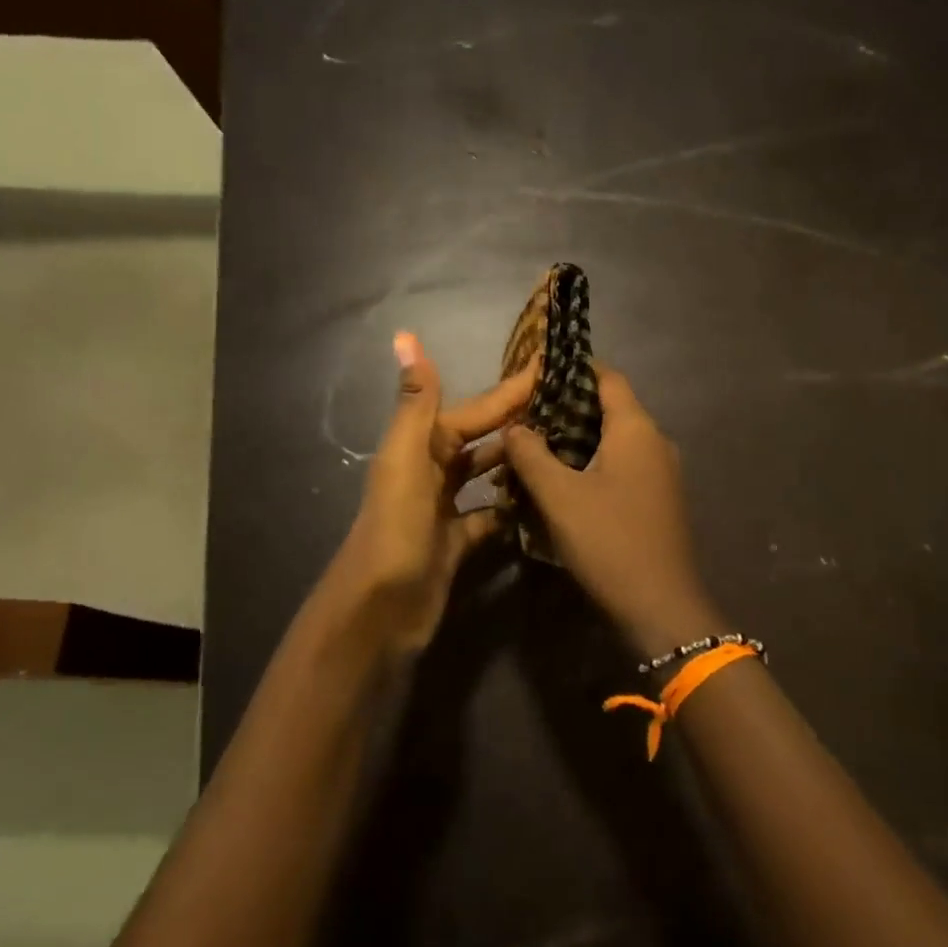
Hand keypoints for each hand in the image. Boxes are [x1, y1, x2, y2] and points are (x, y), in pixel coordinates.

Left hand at [322, 332, 536, 656]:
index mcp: (421, 446)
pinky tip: (541, 500)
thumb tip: (405, 335)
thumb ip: (415, 402)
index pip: (474, 410)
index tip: (550, 365)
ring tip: (562, 446)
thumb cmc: (397, 530)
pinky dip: (509, 507)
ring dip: (514, 459)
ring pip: (485, 474)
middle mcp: (431, 471)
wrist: (380, 611)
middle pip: (480, 438)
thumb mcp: (406, 461)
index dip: (510, 389)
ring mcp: (444, 508)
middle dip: (516, 420)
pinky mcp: (456, 543)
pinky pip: (488, 516)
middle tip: (568, 405)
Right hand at [504, 367, 724, 657]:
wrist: (661, 607)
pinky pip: (620, 467)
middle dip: (565, 408)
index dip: (572, 369)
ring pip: (612, 441)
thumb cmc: (609, 540)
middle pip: (608, 408)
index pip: (606, 377)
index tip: (535, 371)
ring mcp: (661, 473)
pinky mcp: (657, 500)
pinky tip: (560, 483)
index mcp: (636, 429)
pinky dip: (590, 465)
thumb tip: (513, 427)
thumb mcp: (559, 496)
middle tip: (523, 415)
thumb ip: (531, 454)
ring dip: (575, 441)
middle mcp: (655, 442)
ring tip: (533, 448)